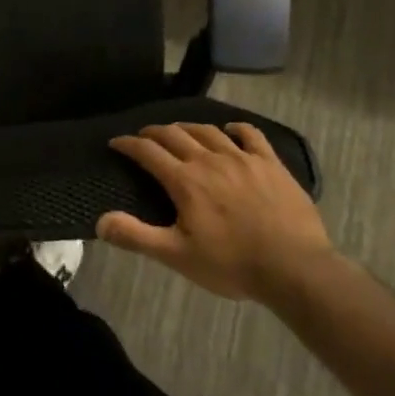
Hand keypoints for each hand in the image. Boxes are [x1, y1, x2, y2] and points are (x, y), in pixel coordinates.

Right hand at [98, 123, 330, 300]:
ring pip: (208, 132)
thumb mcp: (177, 256)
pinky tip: (230, 130)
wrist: (294, 268)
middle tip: (144, 137)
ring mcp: (243, 158)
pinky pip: (250, 134)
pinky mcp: (271, 163)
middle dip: (154, 132)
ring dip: (188, 128)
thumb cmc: (232, 264)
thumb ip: (136, 236)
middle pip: (175, 135)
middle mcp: (210, 160)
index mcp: (185, 181)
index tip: (116, 143)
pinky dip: (235, 128)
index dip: (128, 144)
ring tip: (179, 132)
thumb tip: (100, 222)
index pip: (148, 152)